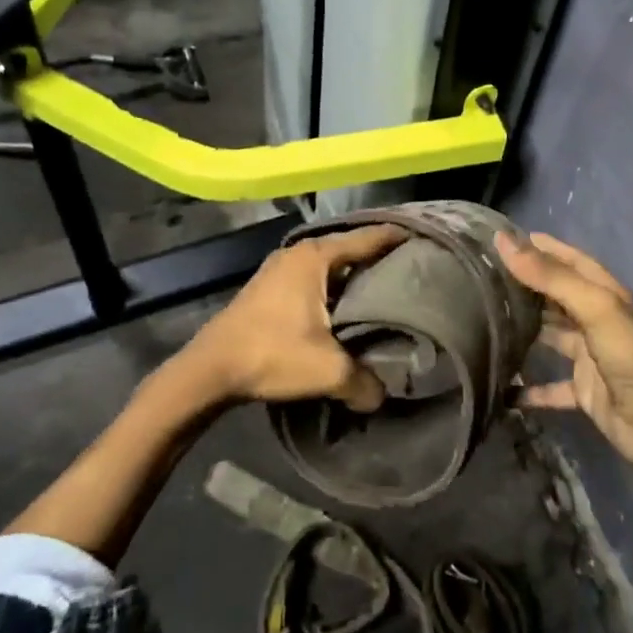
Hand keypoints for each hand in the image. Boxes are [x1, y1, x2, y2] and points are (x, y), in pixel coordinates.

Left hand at [176, 225, 408, 411]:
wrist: (209, 370)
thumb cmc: (270, 354)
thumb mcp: (327, 370)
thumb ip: (364, 381)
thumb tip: (383, 395)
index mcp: (314, 257)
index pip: (366, 239)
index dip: (395, 238)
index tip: (423, 237)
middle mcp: (297, 254)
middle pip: (348, 249)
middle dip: (377, 257)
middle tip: (412, 267)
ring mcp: (279, 269)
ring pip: (329, 266)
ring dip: (353, 275)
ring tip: (385, 288)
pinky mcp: (269, 289)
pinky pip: (313, 279)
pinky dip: (334, 287)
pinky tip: (347, 307)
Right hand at [496, 230, 632, 471]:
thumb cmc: (627, 355)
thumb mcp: (592, 306)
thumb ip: (549, 276)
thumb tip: (504, 241)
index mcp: (604, 294)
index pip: (569, 260)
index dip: (541, 247)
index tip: (505, 238)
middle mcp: (596, 319)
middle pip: (556, 295)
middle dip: (526, 285)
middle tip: (484, 277)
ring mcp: (589, 354)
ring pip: (551, 335)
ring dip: (525, 329)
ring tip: (485, 320)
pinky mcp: (582, 388)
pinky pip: (549, 386)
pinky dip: (528, 388)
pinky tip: (502, 387)